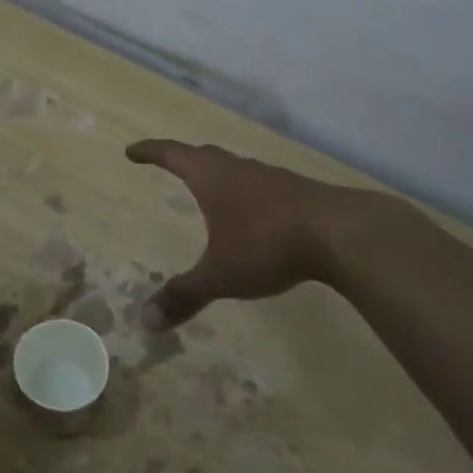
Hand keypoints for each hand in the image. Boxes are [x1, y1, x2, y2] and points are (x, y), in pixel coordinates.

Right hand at [126, 139, 356, 330]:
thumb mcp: (220, 274)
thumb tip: (144, 321)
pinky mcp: (298, 192)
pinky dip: (247, 193)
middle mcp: (238, 169)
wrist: (340, 233)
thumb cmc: (266, 244)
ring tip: (211, 190)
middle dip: (184, 159)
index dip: (150, 152)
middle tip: (169, 164)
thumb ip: (184, 294)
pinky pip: (260, 185)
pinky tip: (255, 213)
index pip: (172, 154)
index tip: (132, 151)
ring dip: (219, 175)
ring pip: (236, 168)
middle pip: (204, 155)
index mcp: (211, 177)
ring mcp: (271, 177)